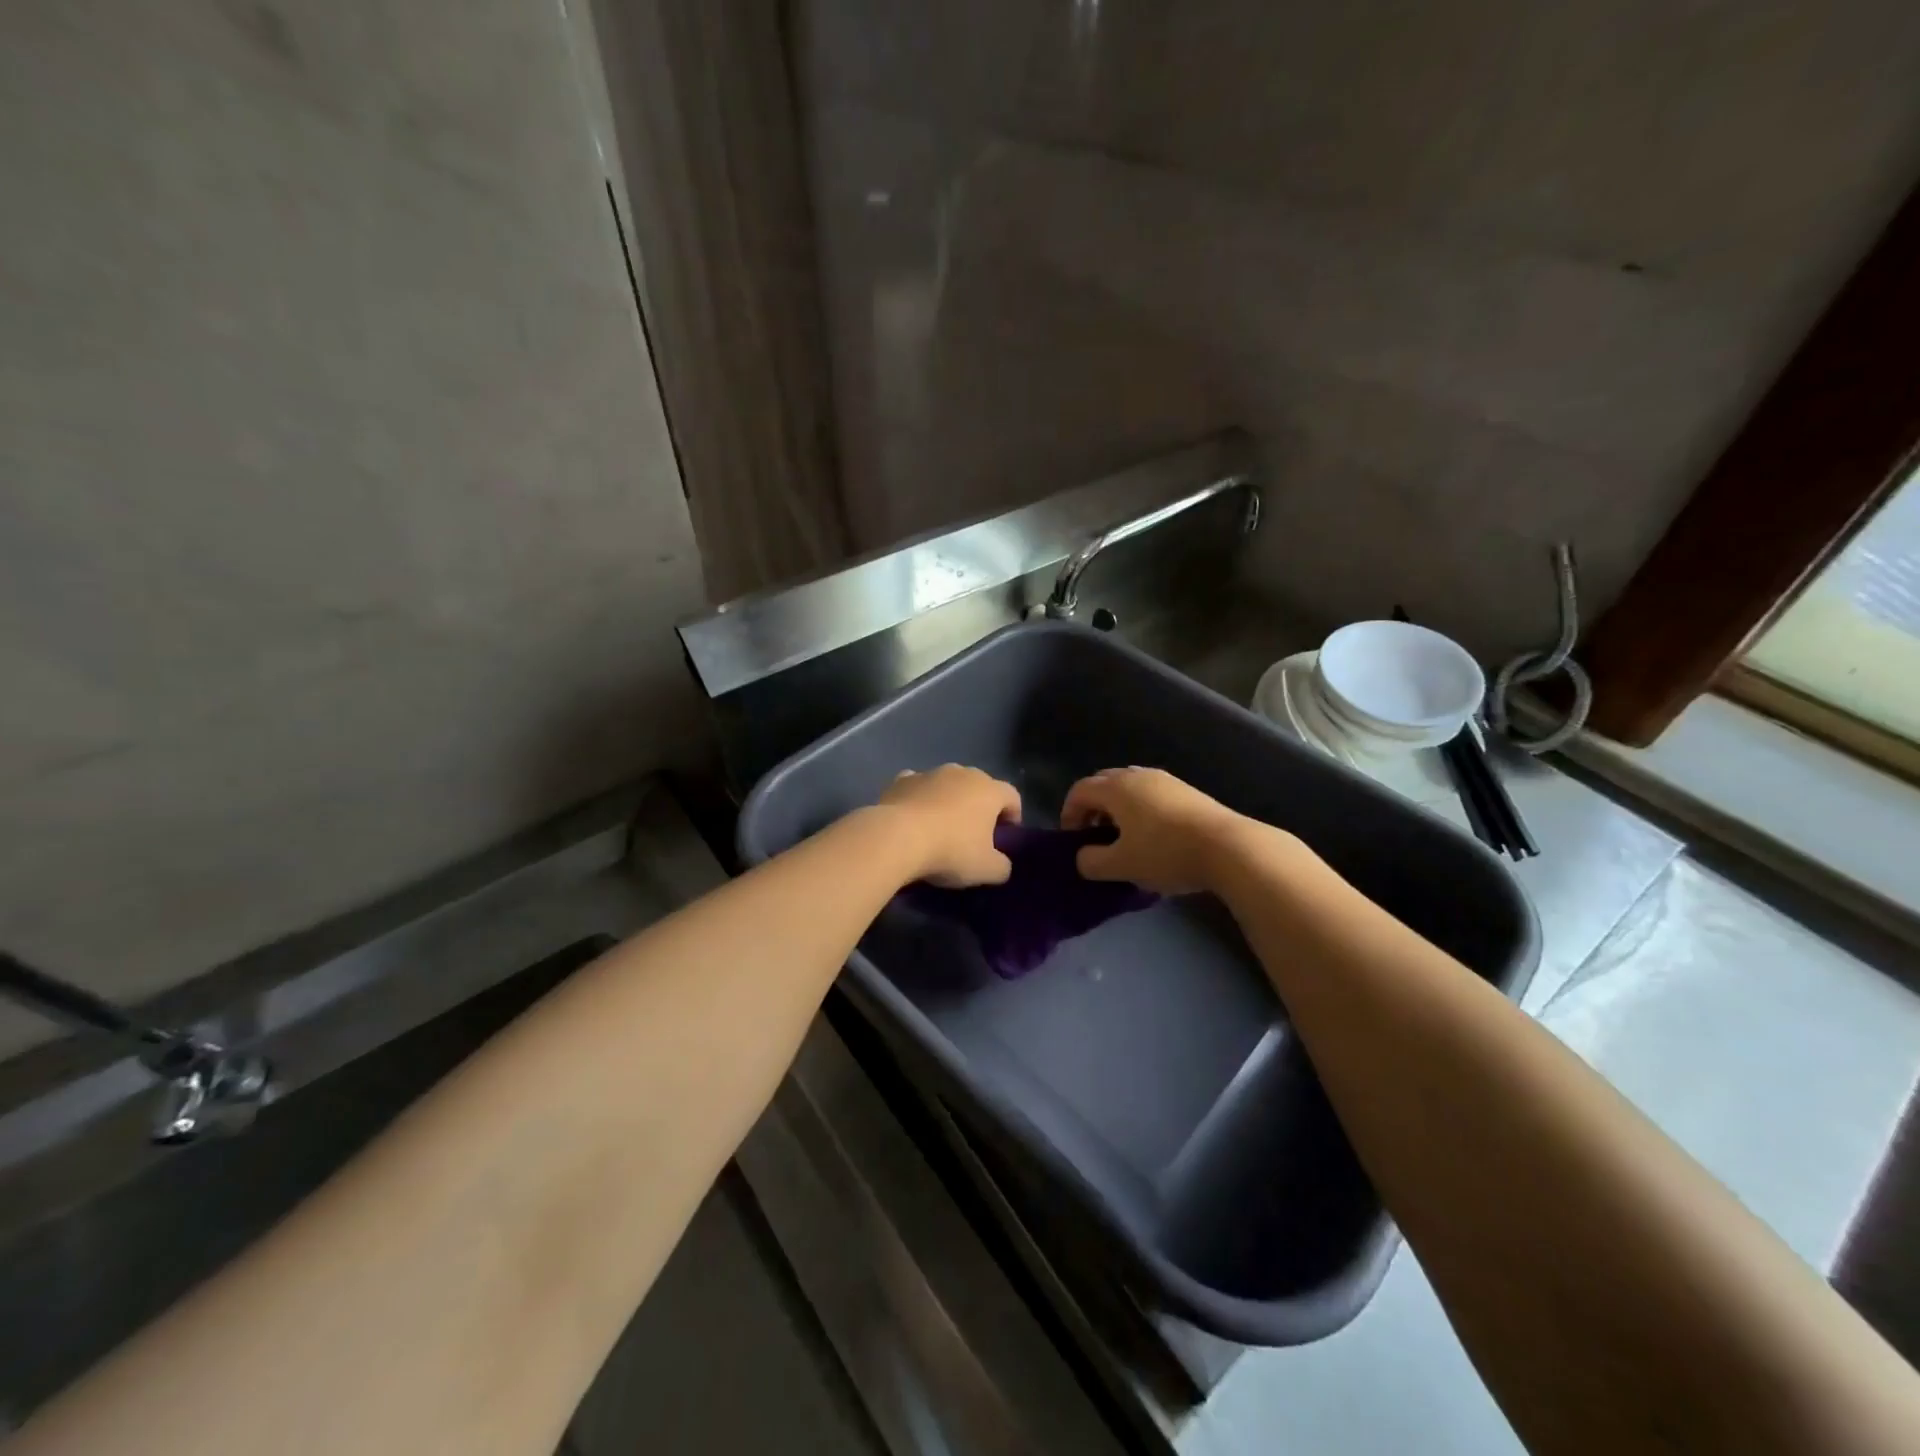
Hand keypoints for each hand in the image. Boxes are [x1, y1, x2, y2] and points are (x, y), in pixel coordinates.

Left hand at [876, 765, 1020, 886]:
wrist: (896, 838)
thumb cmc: (950, 851)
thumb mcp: (986, 870)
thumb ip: (1002, 866)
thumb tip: (1001, 864)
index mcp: (989, 790)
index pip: (1012, 796)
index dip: (1013, 816)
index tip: (1005, 837)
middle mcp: (962, 773)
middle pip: (979, 787)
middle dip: (979, 806)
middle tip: (973, 834)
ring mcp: (929, 773)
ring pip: (946, 784)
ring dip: (948, 800)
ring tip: (939, 827)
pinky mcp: (901, 780)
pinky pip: (917, 786)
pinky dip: (918, 798)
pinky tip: (912, 818)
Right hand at [1060, 767, 1249, 894]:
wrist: (1228, 847)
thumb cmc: (1165, 853)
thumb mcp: (1120, 866)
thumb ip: (1091, 862)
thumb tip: (1083, 857)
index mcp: (1116, 787)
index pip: (1079, 791)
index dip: (1069, 814)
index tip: (1073, 841)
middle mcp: (1137, 775)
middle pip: (1102, 783)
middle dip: (1092, 808)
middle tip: (1095, 837)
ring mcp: (1165, 780)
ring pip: (1128, 787)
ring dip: (1117, 809)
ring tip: (1124, 838)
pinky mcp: (1187, 791)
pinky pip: (1150, 794)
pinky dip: (1140, 810)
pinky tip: (1152, 837)